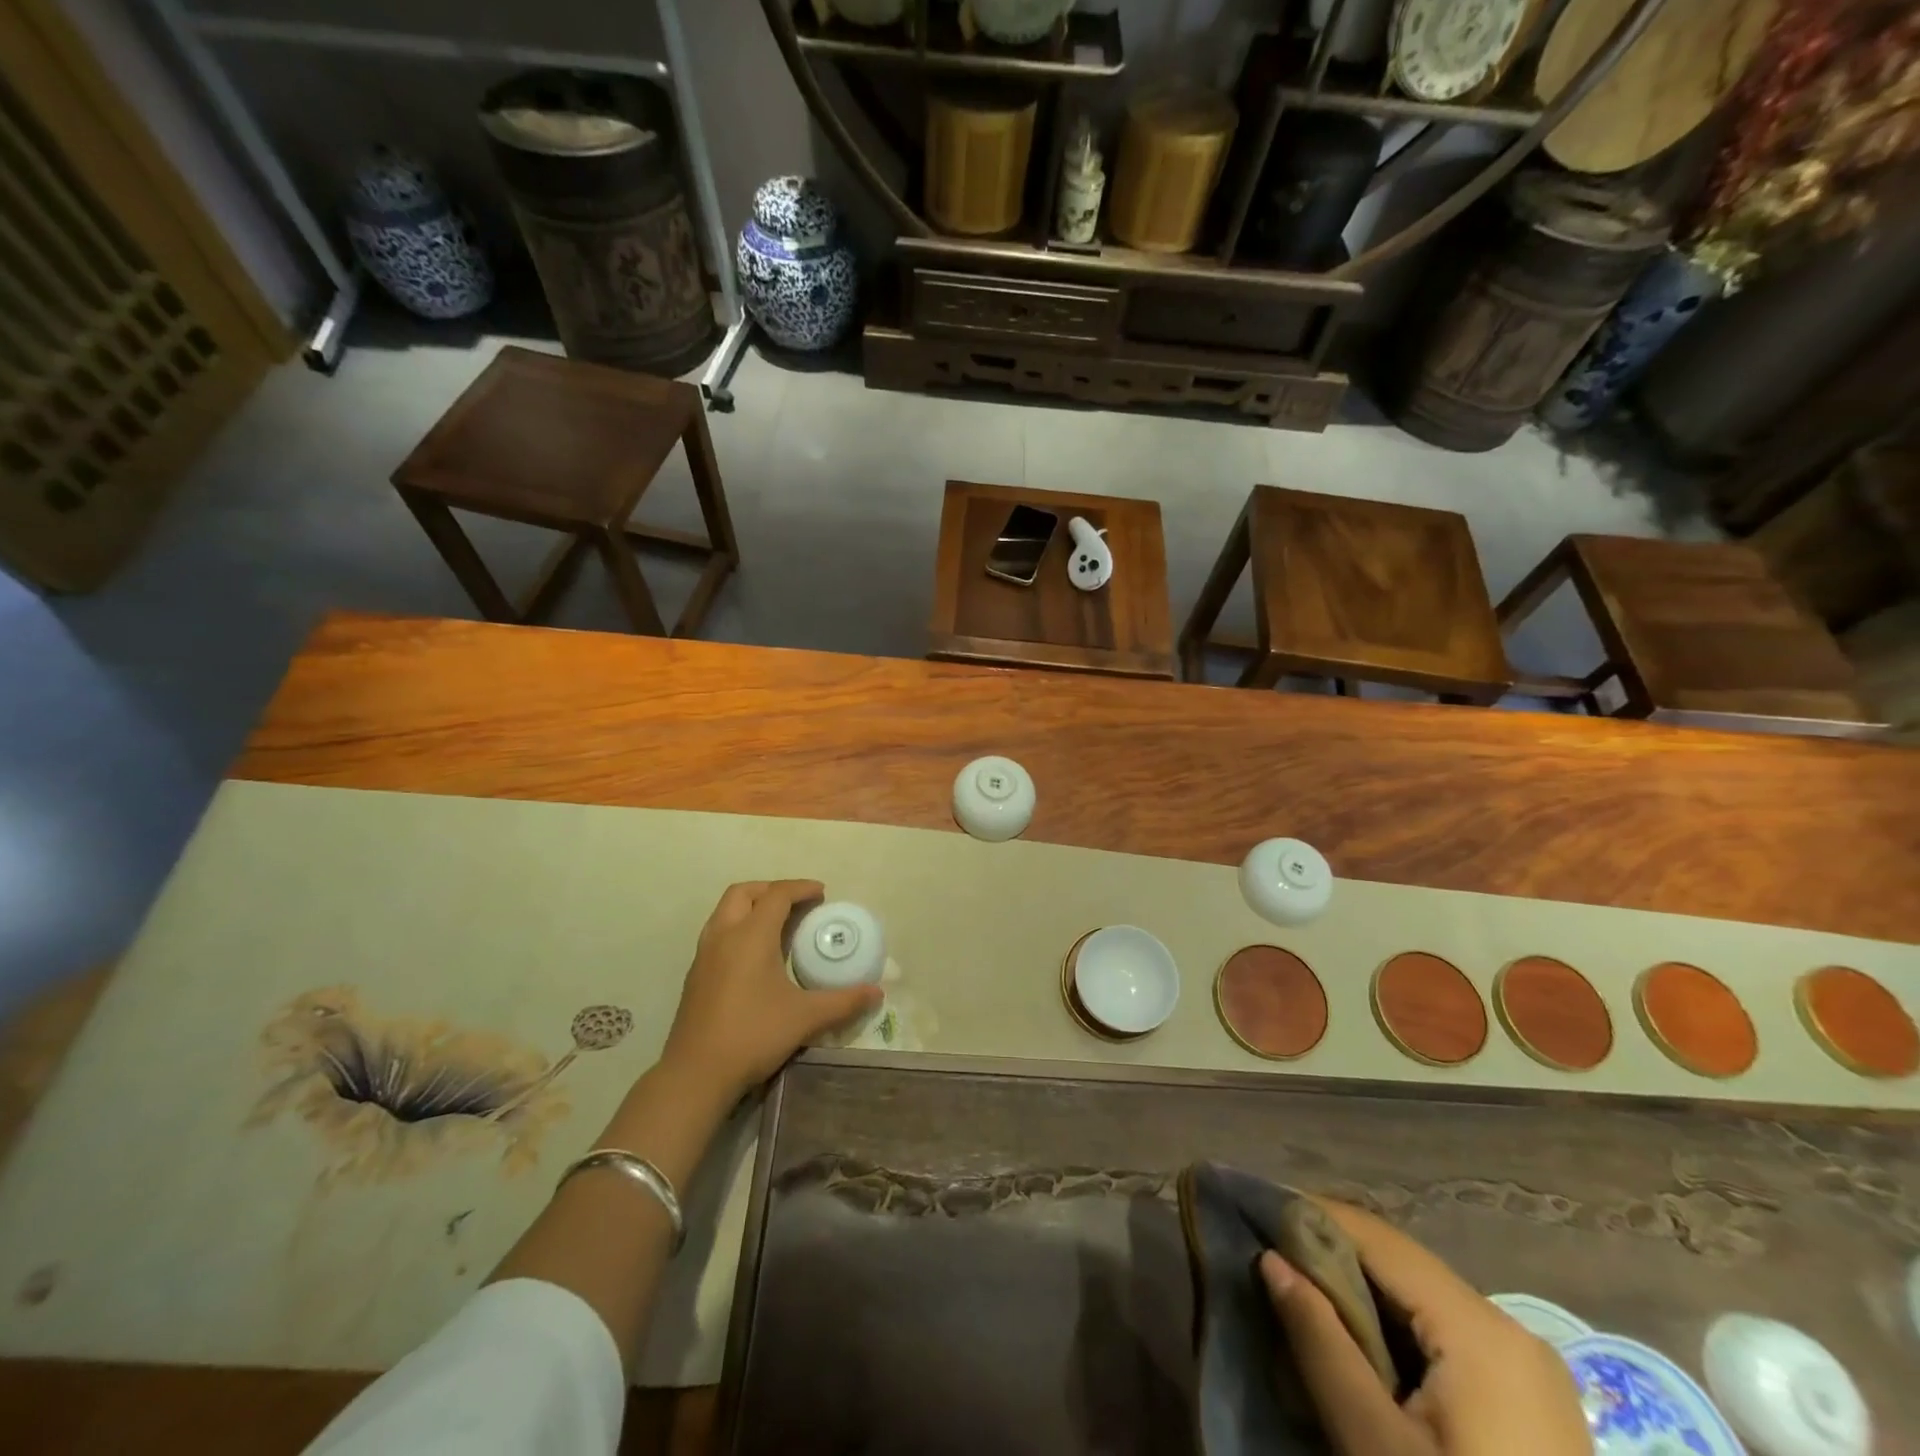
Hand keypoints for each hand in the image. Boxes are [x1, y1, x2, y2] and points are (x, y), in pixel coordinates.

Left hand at [660, 880, 882, 1101]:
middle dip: (771, 889)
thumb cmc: (753, 1035)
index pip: (777, 895)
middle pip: (744, 892)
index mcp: (751, 936)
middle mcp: (723, 936)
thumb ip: (843, 1002)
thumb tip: (877, 993)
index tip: (821, 893)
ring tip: (777, 923)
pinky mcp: (695, 975)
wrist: (696, 1074)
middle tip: (797, 903)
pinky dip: (738, 927)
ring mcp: (704, 955)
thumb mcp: (805, 1018)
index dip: (801, 888)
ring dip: (751, 906)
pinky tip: (754, 955)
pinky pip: (717, 933)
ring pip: (725, 911)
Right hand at [1259, 1202, 1587, 1455]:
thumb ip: (1321, 1344)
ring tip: (1307, 1308)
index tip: (1256, 1217)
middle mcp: (1511, 1327)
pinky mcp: (1533, 1405)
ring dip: (1362, 1300)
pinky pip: (1449, 1340)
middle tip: (1273, 1270)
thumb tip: (1271, 1259)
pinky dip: (1398, 1336)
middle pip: (1401, 1266)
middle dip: (1333, 1262)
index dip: (1311, 1217)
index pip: (1376, 1236)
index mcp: (1480, 1326)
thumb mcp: (1377, 1446)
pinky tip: (1364, 1358)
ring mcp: (1530, 1369)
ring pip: (1422, 1301)